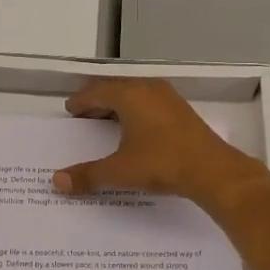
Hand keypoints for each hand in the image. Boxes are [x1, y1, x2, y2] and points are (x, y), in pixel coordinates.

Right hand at [53, 78, 269, 212]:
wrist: (212, 170)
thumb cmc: (161, 163)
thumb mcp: (119, 171)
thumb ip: (87, 174)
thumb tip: (57, 181)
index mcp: (129, 95)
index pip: (96, 92)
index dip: (81, 101)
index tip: (70, 109)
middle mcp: (147, 88)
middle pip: (115, 89)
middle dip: (97, 100)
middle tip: (83, 113)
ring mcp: (168, 97)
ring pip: (134, 94)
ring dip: (118, 105)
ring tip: (105, 121)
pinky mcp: (181, 109)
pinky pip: (149, 101)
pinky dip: (135, 110)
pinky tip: (134, 128)